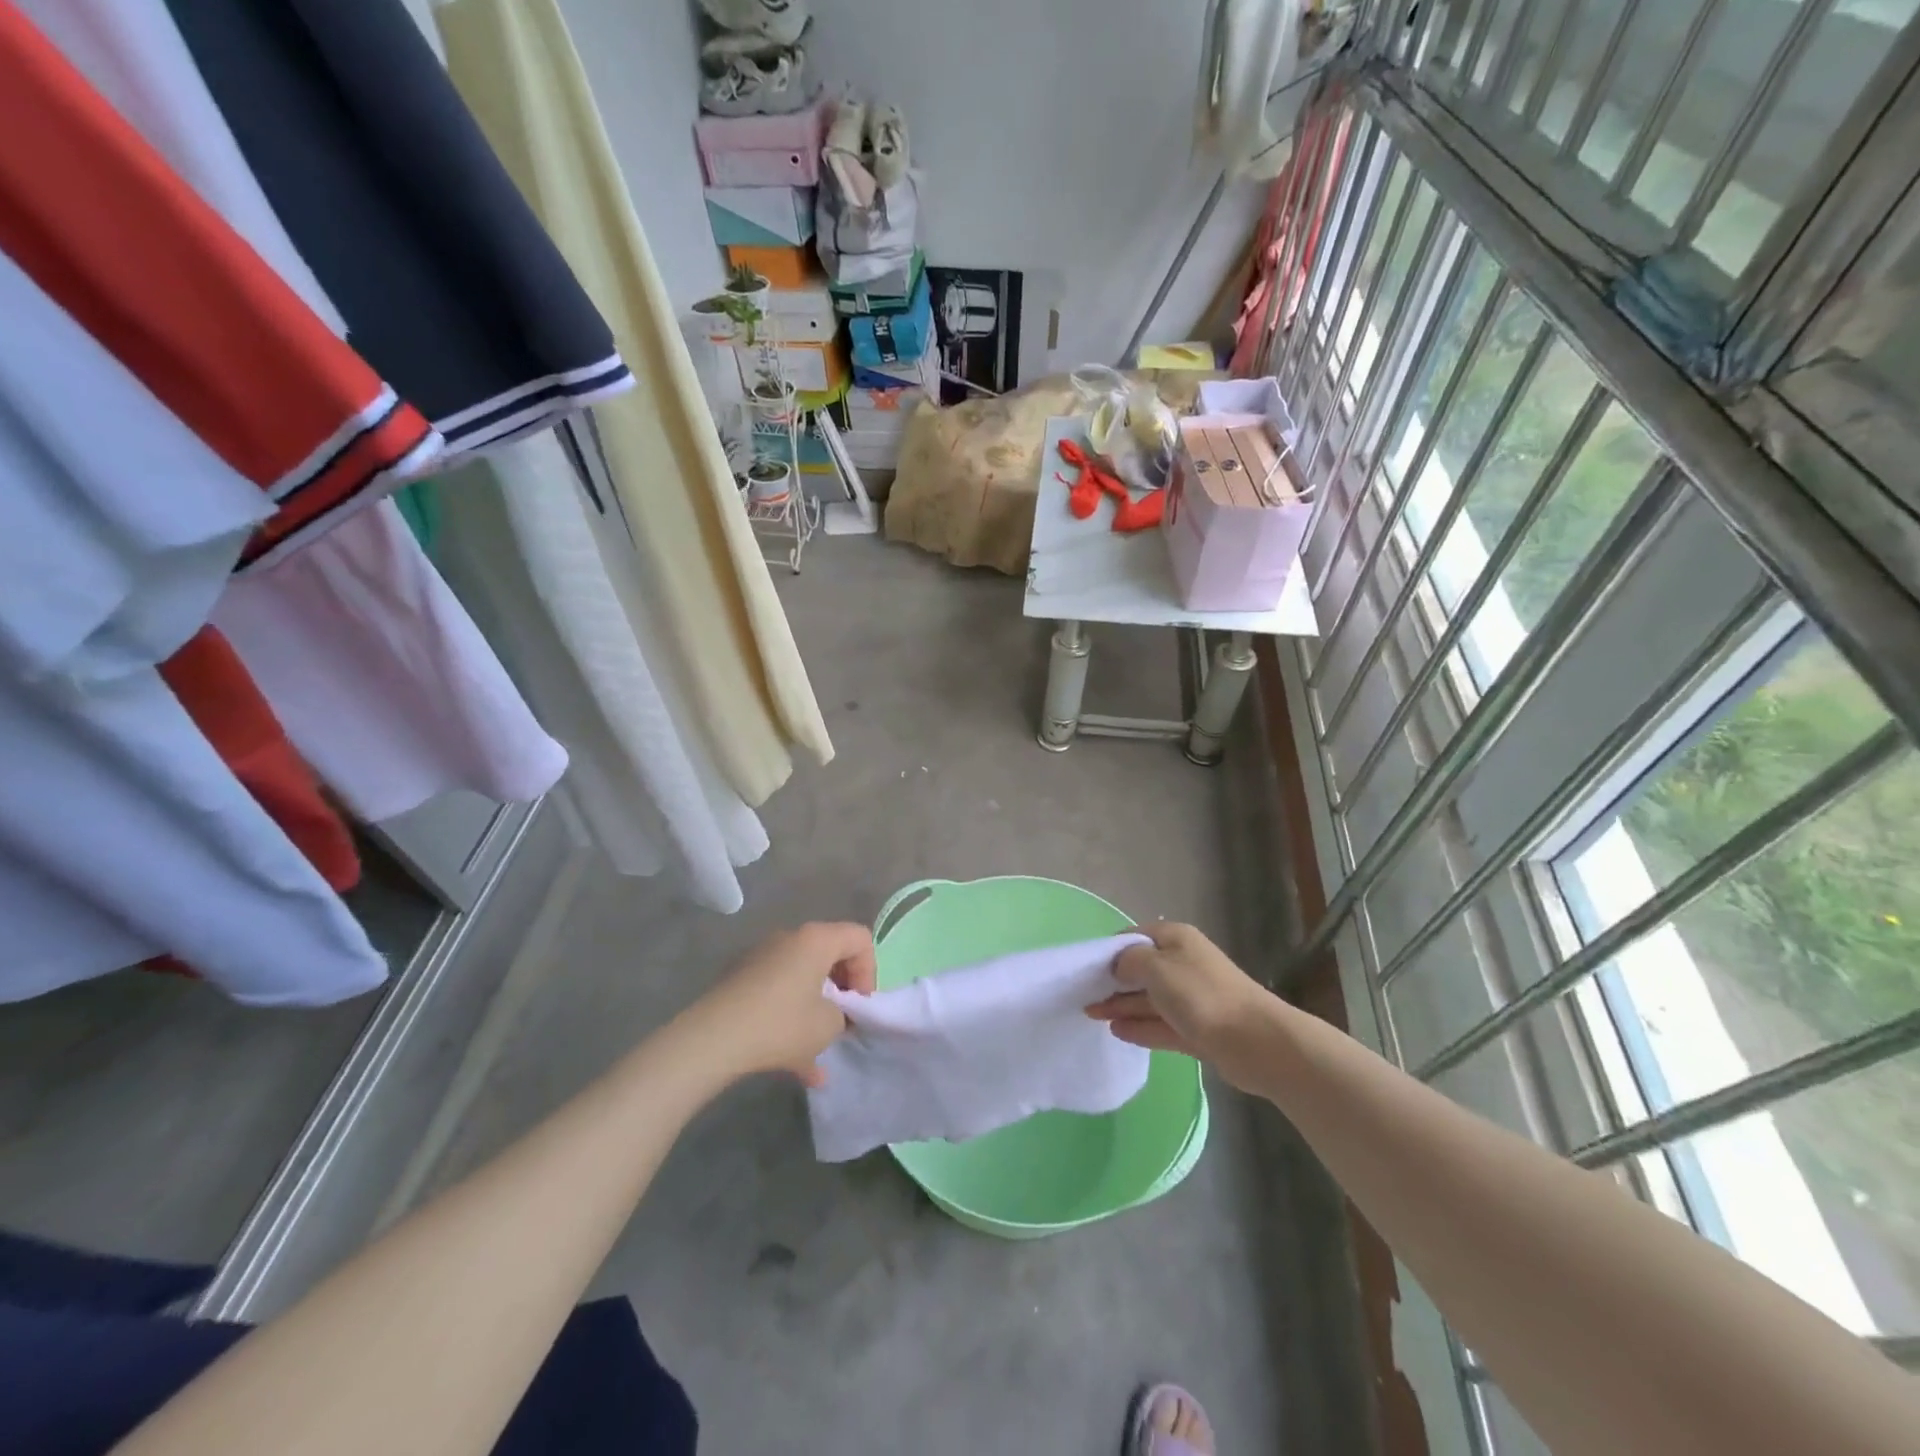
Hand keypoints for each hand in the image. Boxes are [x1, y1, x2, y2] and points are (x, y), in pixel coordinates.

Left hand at [685, 922, 875, 1086]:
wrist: (711, 1040)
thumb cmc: (781, 1025)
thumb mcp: (828, 1025)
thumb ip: (843, 1014)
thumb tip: (834, 1013)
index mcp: (816, 939)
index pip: (859, 938)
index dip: (868, 972)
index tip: (859, 1006)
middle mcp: (789, 938)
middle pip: (829, 954)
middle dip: (841, 989)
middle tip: (842, 1022)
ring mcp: (760, 958)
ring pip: (801, 978)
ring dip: (815, 1008)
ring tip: (818, 1049)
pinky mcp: (739, 980)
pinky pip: (777, 994)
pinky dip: (788, 1018)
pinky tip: (792, 1064)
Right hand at [1087, 922, 1278, 1090]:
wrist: (1255, 1041)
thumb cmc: (1201, 994)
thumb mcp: (1156, 966)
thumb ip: (1129, 961)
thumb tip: (1118, 966)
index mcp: (1176, 940)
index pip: (1135, 937)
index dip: (1110, 950)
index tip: (1085, 968)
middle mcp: (1183, 963)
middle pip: (1141, 969)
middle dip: (1112, 981)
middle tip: (1082, 995)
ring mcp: (1192, 998)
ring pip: (1149, 999)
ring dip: (1121, 1005)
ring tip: (1091, 1014)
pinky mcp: (1197, 1029)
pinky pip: (1160, 1024)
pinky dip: (1139, 1026)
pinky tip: (1117, 1031)